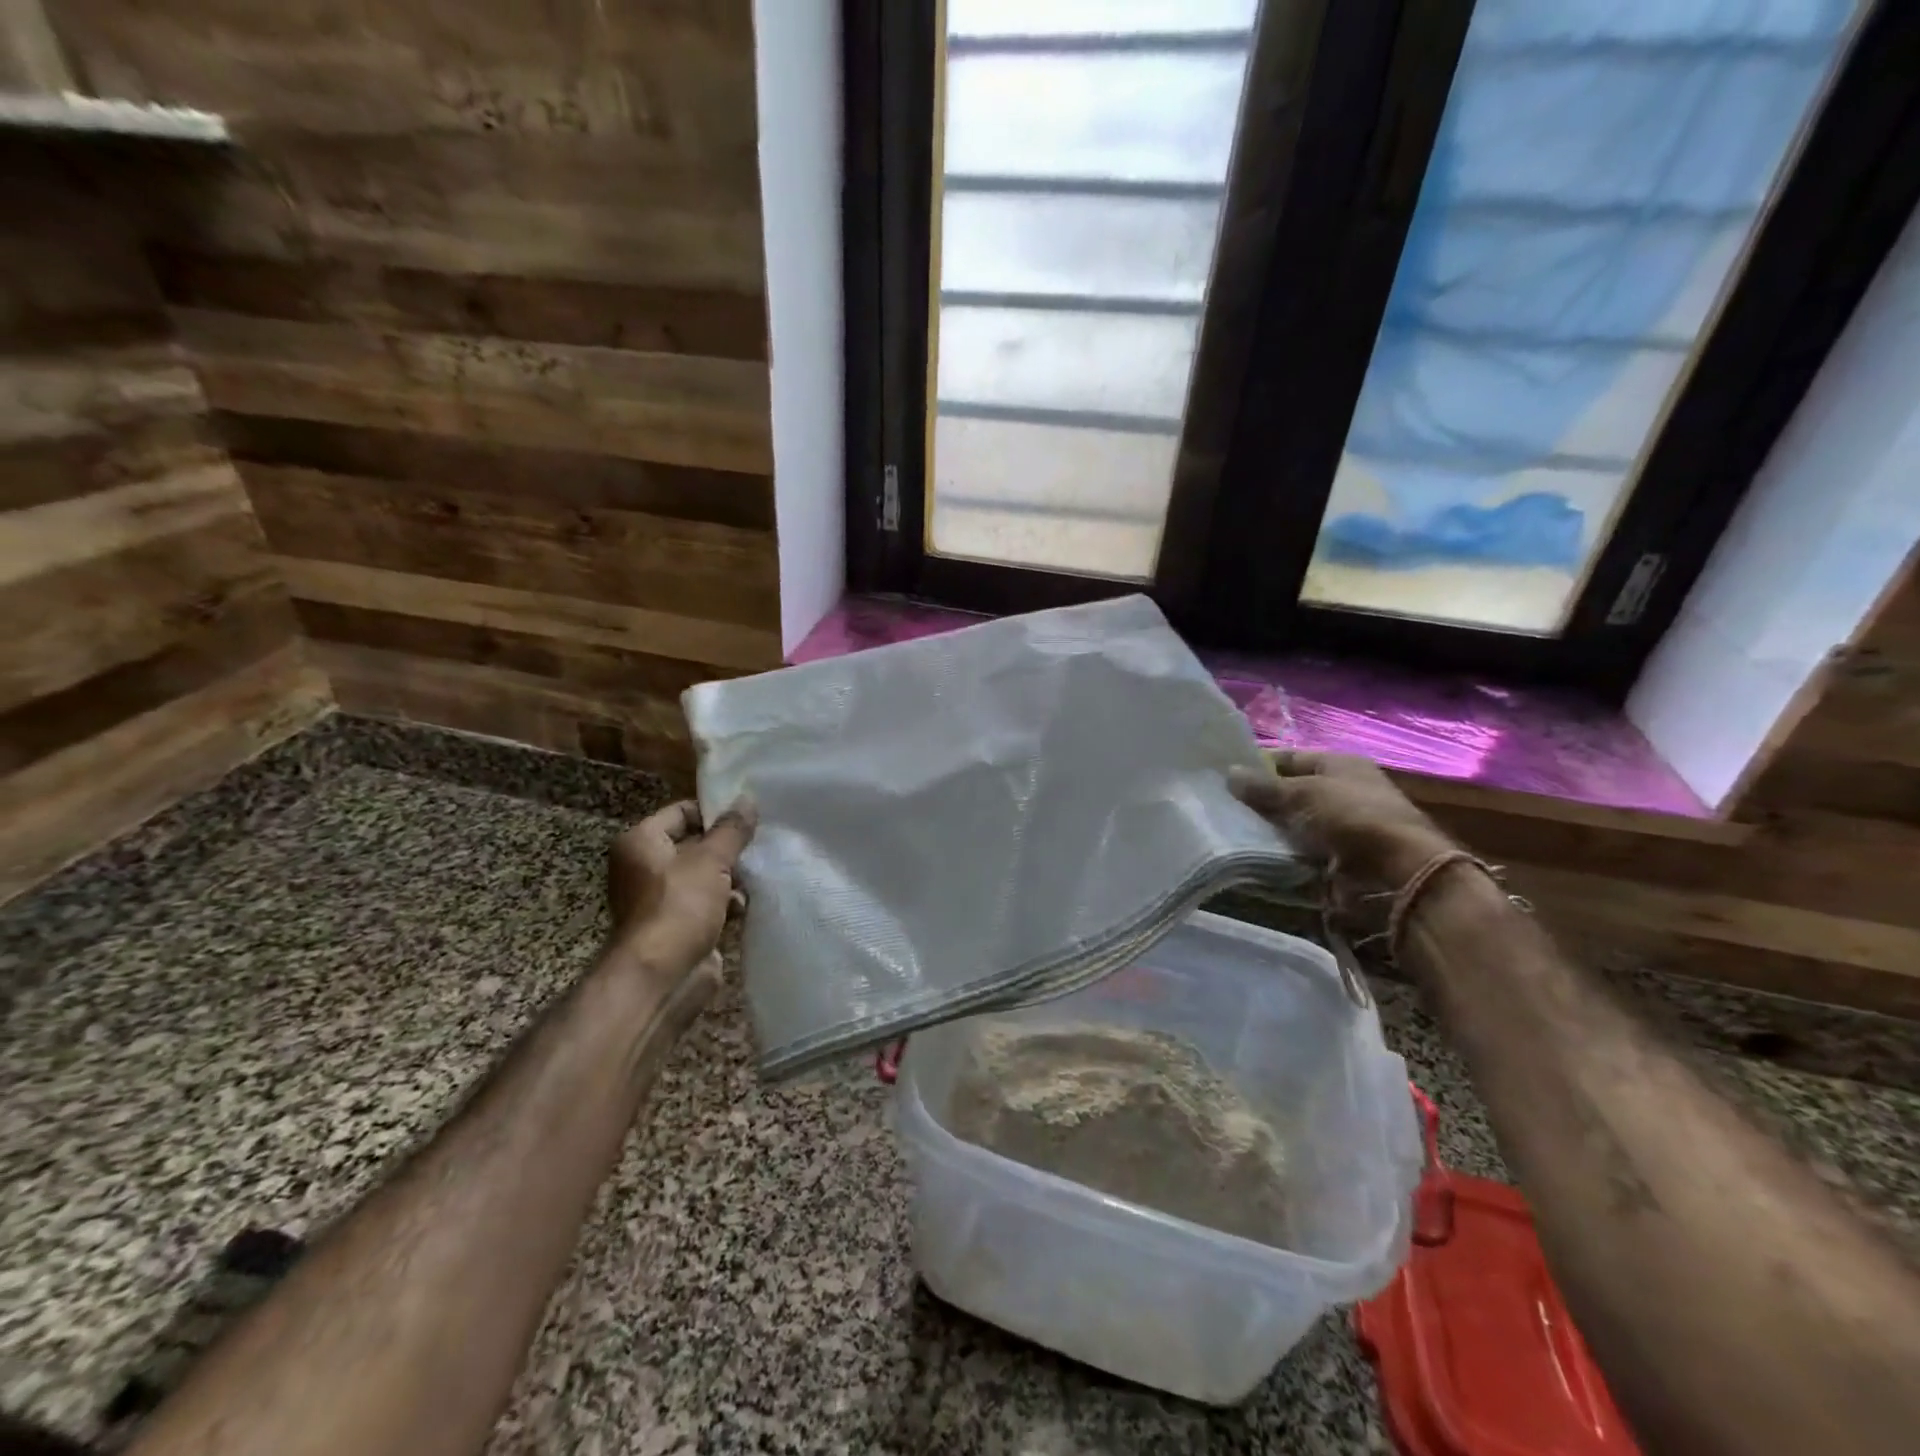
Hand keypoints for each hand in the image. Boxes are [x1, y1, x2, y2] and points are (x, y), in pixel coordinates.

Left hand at [606, 799, 756, 995]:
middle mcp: (645, 868)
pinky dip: (726, 904)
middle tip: (760, 843)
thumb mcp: (711, 860)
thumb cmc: (680, 906)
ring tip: (758, 875)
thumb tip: (747, 799)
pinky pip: (708, 905)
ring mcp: (661, 900)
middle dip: (727, 848)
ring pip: (705, 877)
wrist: (661, 978)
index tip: (748, 816)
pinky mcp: (678, 927)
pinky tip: (745, 906)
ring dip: (731, 878)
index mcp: (641, 843)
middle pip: (695, 845)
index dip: (714, 812)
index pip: (681, 812)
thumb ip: (732, 830)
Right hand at [1229, 751, 1453, 891]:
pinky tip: (1250, 857)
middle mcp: (1341, 793)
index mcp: (1339, 765)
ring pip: (1291, 827)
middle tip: (1220, 807)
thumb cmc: (1350, 816)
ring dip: (1266, 832)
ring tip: (1229, 833)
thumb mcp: (1302, 793)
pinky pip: (1298, 855)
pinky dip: (1279, 857)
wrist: (1396, 872)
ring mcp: (1340, 829)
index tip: (1224, 776)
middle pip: (1289, 794)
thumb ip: (1263, 786)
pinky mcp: (1336, 861)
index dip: (1258, 765)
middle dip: (1259, 802)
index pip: (1289, 759)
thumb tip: (1229, 772)